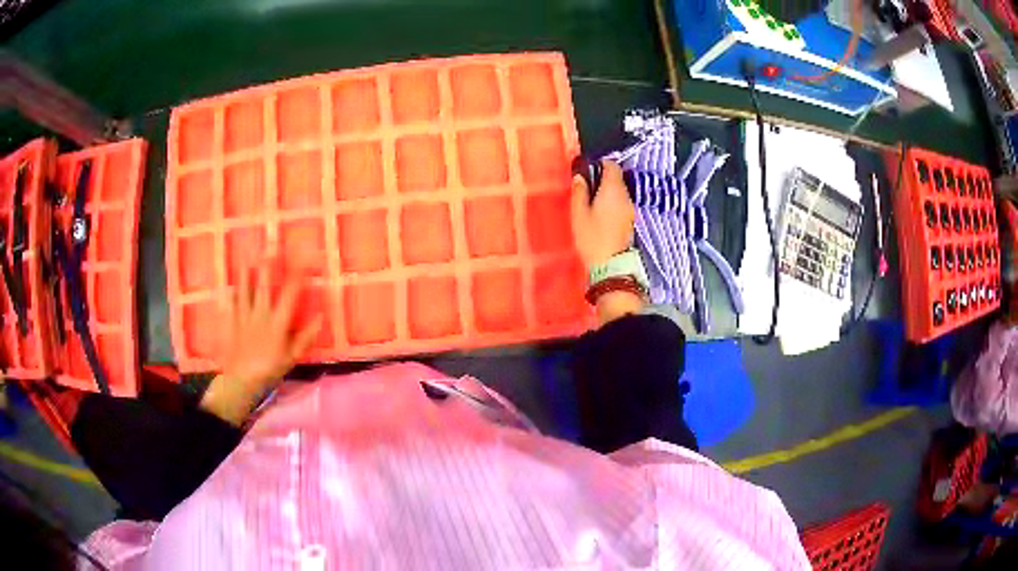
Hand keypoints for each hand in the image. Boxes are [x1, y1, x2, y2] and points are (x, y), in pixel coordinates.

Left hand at [201, 263, 321, 425]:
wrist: (242, 380)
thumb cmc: (270, 369)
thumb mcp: (292, 357)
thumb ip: (305, 337)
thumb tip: (320, 317)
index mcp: (278, 323)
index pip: (290, 296)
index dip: (297, 278)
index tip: (303, 264)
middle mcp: (261, 315)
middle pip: (265, 287)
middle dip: (268, 268)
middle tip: (270, 250)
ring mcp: (244, 317)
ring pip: (245, 291)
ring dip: (247, 275)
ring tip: (247, 260)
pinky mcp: (232, 323)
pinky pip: (231, 304)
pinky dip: (232, 294)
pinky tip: (231, 287)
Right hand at [570, 160, 642, 324]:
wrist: (611, 265)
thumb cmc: (592, 237)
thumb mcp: (579, 213)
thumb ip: (580, 191)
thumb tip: (580, 176)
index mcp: (613, 190)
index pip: (612, 166)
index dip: (600, 164)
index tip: (588, 169)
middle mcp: (625, 196)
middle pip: (617, 178)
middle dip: (603, 178)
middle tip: (586, 186)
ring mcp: (630, 209)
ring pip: (619, 191)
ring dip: (607, 191)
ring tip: (591, 200)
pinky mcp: (630, 220)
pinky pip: (621, 203)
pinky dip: (612, 202)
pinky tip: (600, 212)